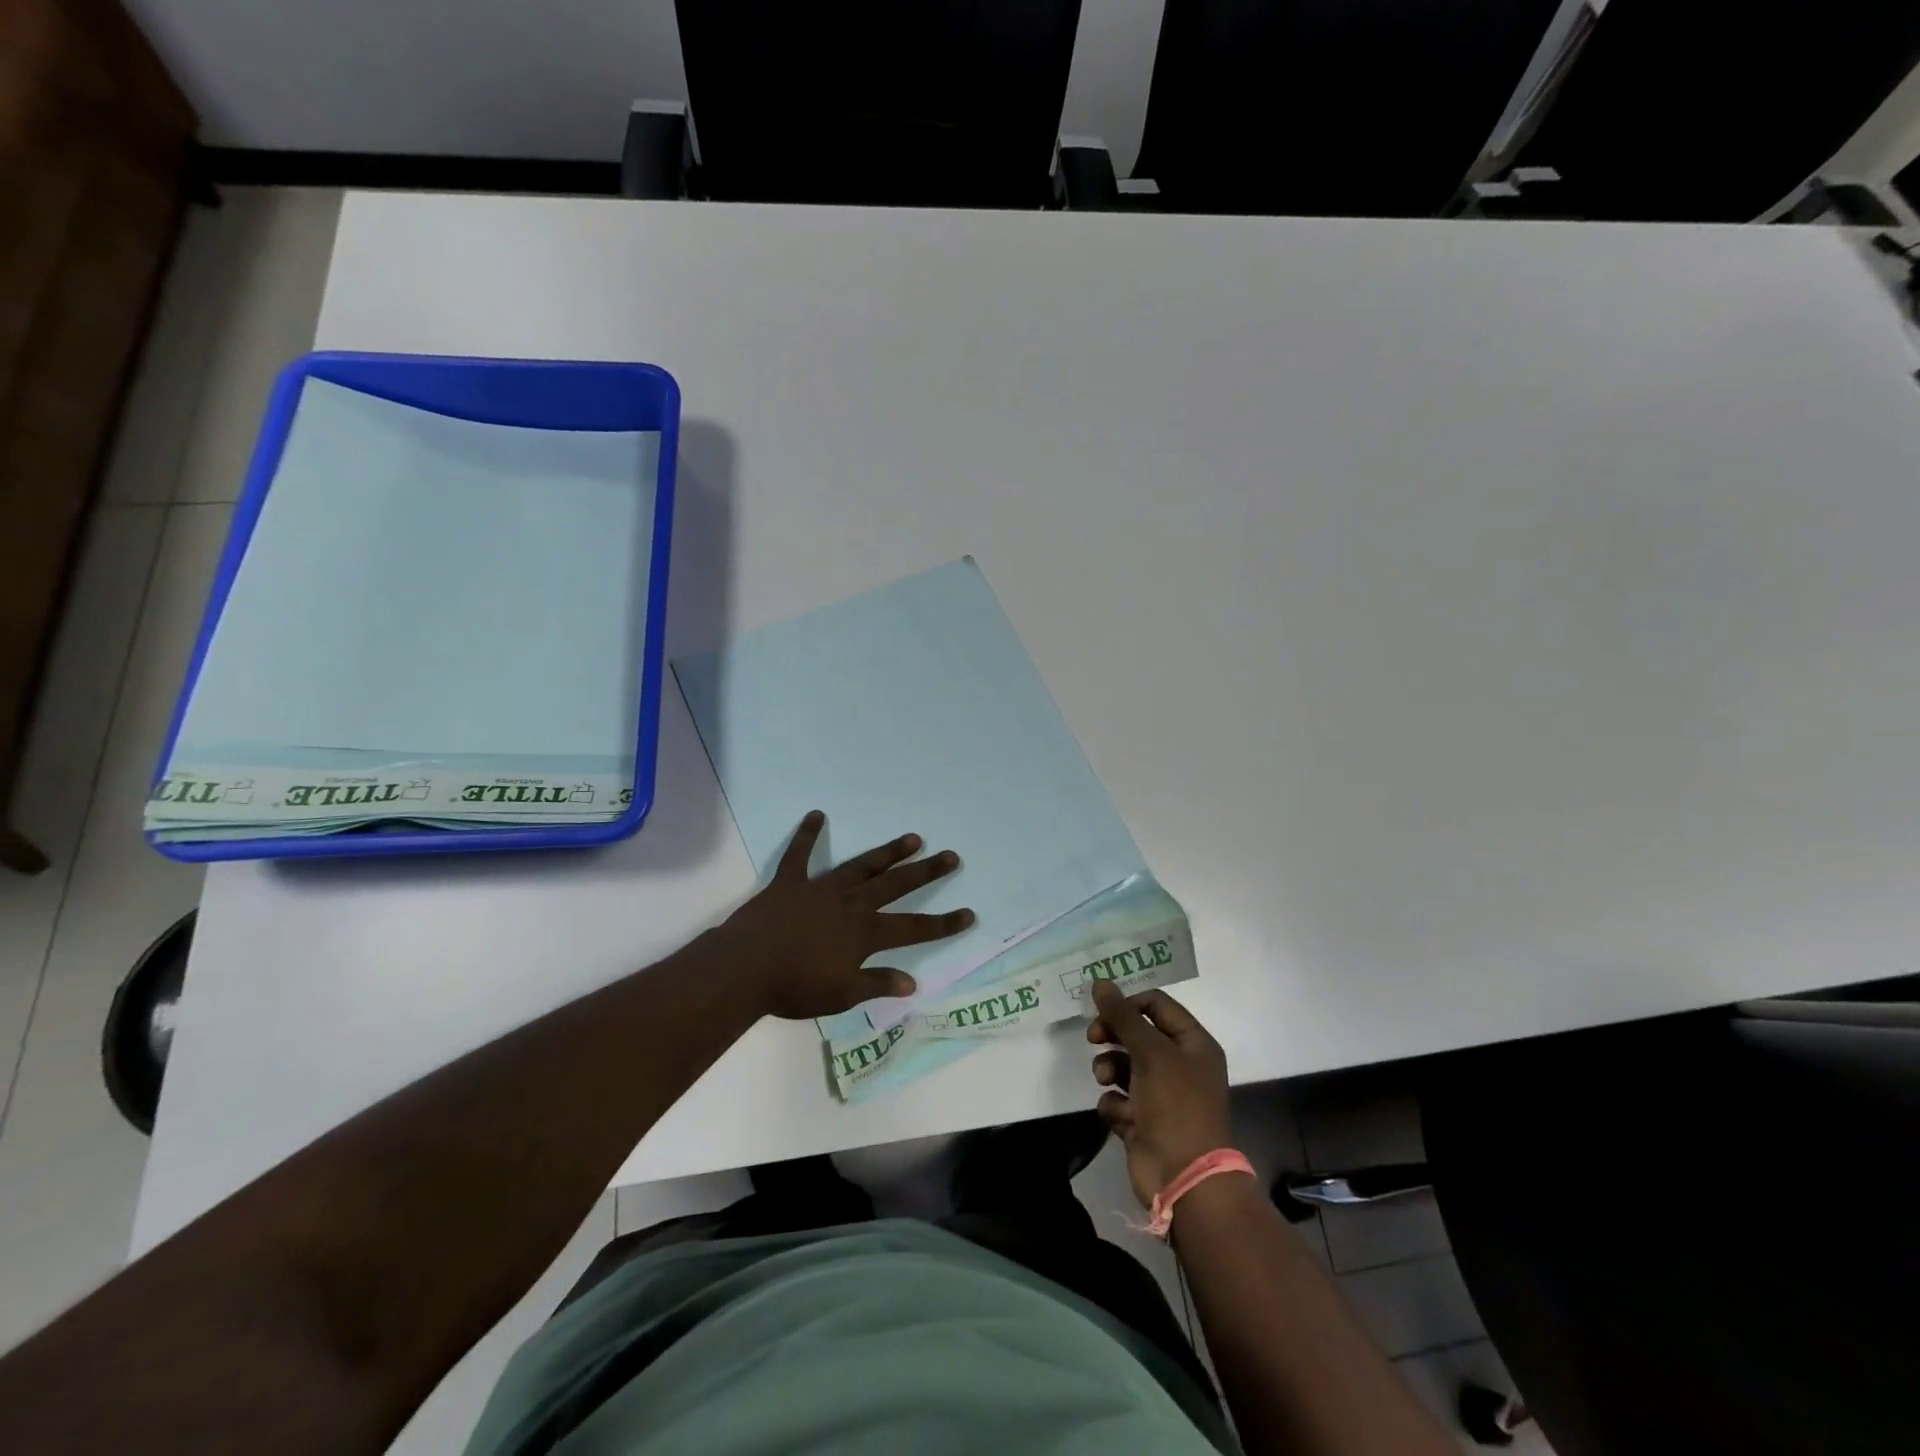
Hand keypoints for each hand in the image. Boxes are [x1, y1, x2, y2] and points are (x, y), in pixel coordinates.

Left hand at [721, 810, 974, 1020]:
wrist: (745, 969)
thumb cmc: (795, 987)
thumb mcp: (842, 994)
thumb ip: (877, 984)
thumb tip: (912, 982)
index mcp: (864, 933)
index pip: (913, 928)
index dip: (943, 923)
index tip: (969, 914)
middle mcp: (850, 904)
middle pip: (895, 885)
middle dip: (925, 872)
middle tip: (950, 856)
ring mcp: (820, 889)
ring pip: (861, 866)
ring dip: (887, 853)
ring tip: (912, 838)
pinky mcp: (790, 883)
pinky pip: (799, 855)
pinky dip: (807, 835)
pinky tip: (816, 815)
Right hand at [1087, 980, 1231, 1206]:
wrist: (1185, 1178)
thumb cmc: (1175, 1105)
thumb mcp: (1150, 1052)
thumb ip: (1122, 1016)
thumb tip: (1100, 982)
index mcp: (1193, 1043)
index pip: (1156, 1005)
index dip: (1128, 1004)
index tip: (1104, 1011)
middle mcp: (1179, 1065)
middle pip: (1137, 1033)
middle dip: (1113, 1035)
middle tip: (1093, 1038)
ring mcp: (1161, 1095)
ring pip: (1123, 1065)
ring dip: (1109, 1069)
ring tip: (1105, 1080)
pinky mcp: (1143, 1121)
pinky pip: (1119, 1099)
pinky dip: (1115, 1104)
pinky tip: (1122, 1116)